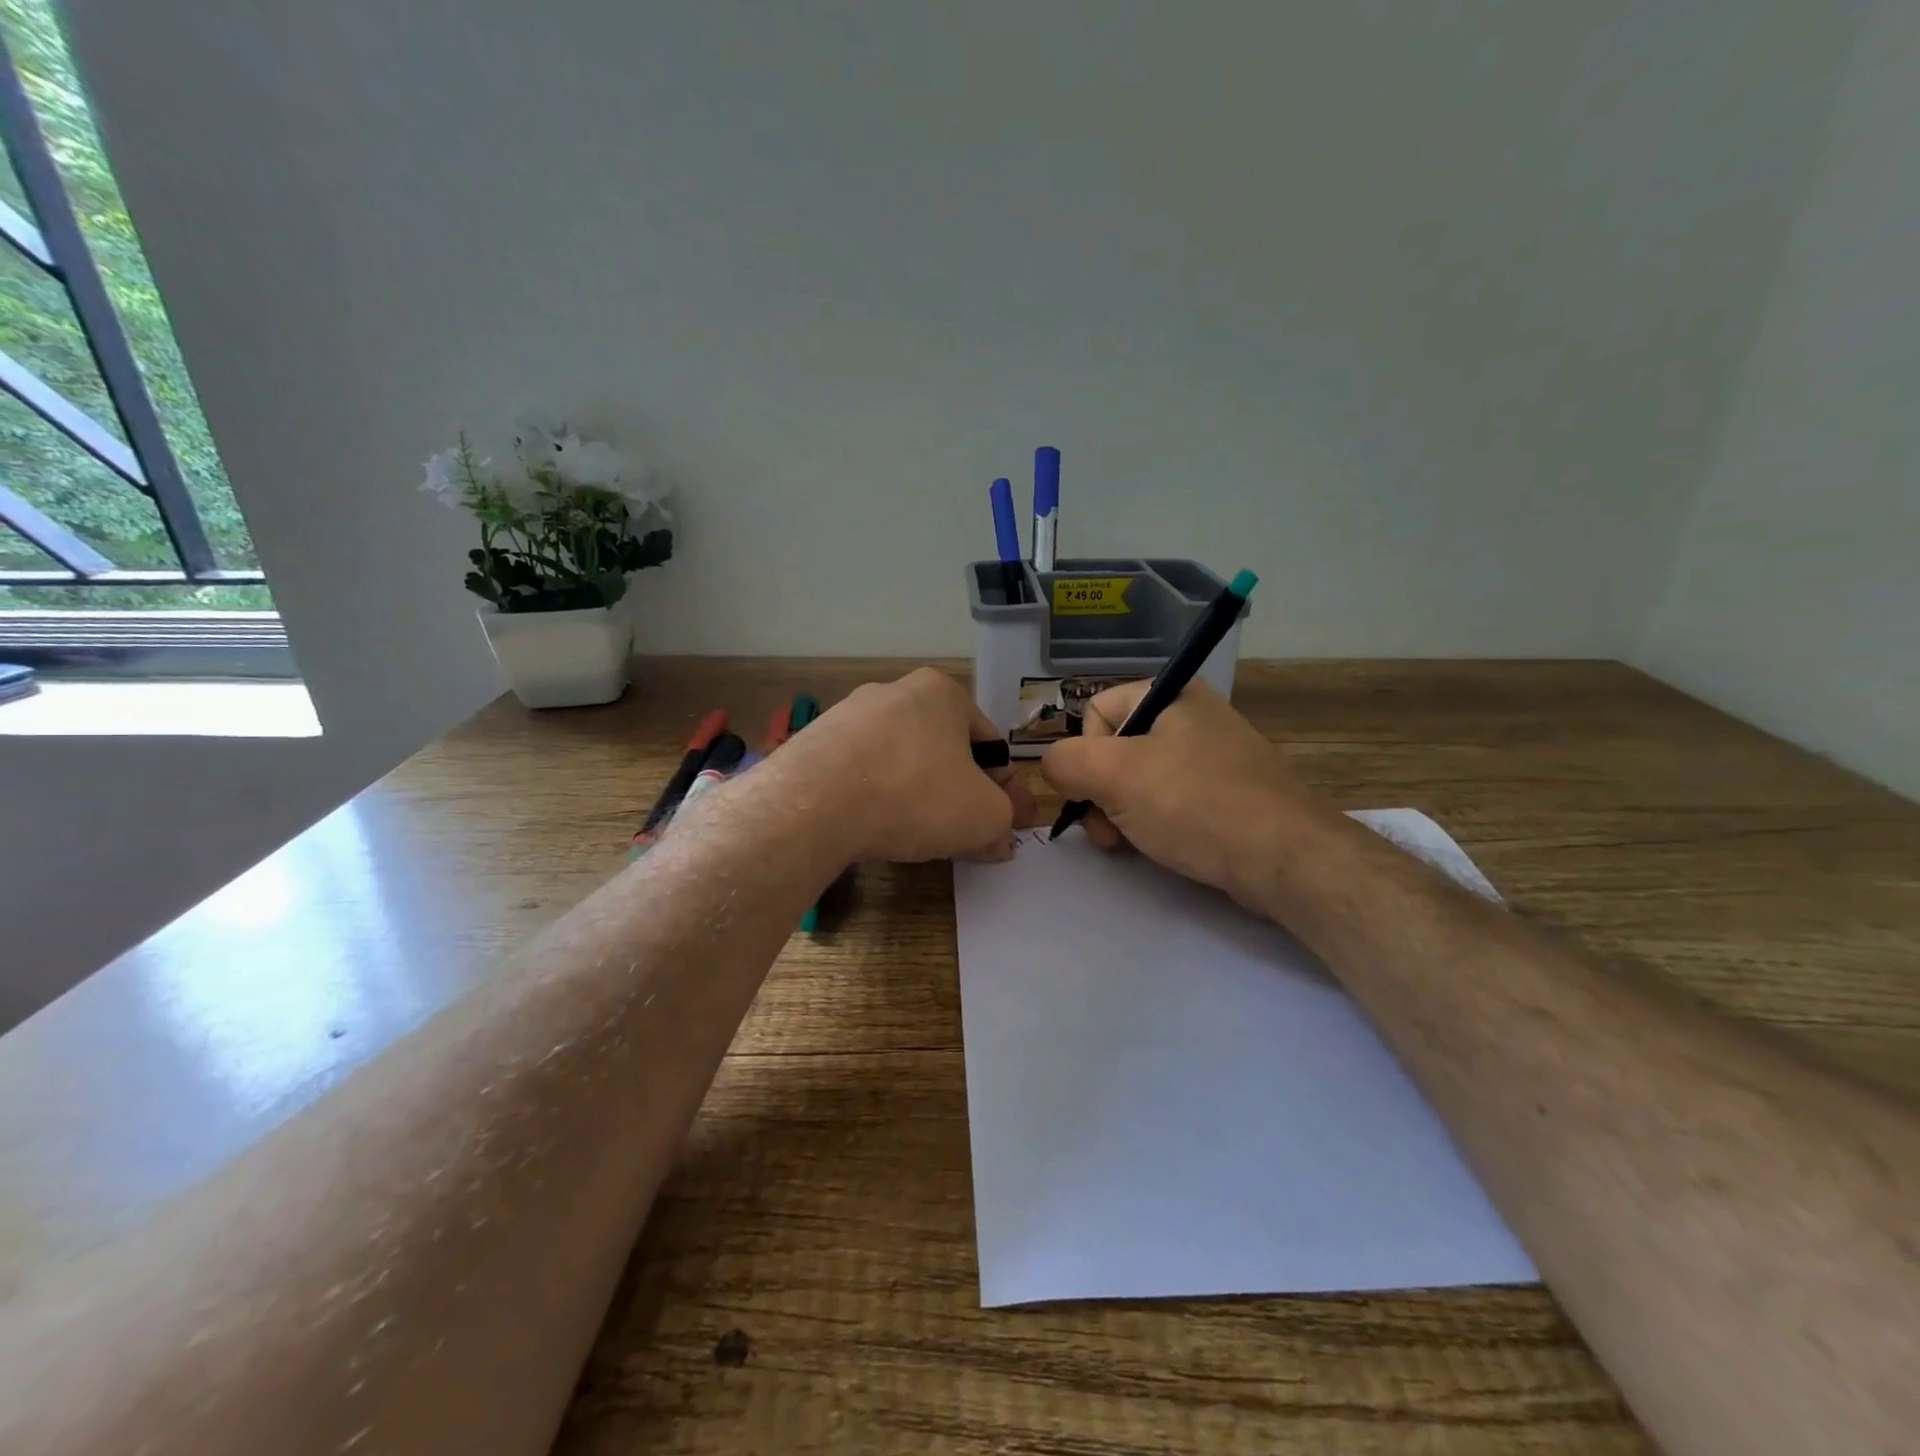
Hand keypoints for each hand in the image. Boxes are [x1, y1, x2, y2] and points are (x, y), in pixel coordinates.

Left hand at [783, 668, 1031, 863]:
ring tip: (920, 835)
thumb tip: (1000, 838)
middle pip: (943, 749)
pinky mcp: (815, 743)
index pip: (989, 743)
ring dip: (918, 794)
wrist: (813, 804)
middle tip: (968, 831)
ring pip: (901, 760)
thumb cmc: (915, 794)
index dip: (1005, 788)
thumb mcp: (982, 815)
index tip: (1009, 822)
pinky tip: (876, 826)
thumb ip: (1002, 822)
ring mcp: (848, 715)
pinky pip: (861, 773)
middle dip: (960, 790)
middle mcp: (894, 691)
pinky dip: (877, 798)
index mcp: (941, 692)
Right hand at [1040, 680, 1319, 905]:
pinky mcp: (1224, 793)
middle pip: (1114, 749)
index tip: (1096, 793)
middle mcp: (1192, 715)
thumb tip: (1054, 768)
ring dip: (1120, 813)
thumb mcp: (1114, 775)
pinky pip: (1169, 800)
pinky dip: (1153, 823)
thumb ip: (1065, 762)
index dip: (1085, 756)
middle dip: (1100, 793)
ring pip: (1138, 779)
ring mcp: (1211, 756)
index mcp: (1171, 693)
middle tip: (1107, 831)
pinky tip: (1158, 846)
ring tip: (1128, 844)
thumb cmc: (1194, 804)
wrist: (1282, 858)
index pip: (1096, 713)